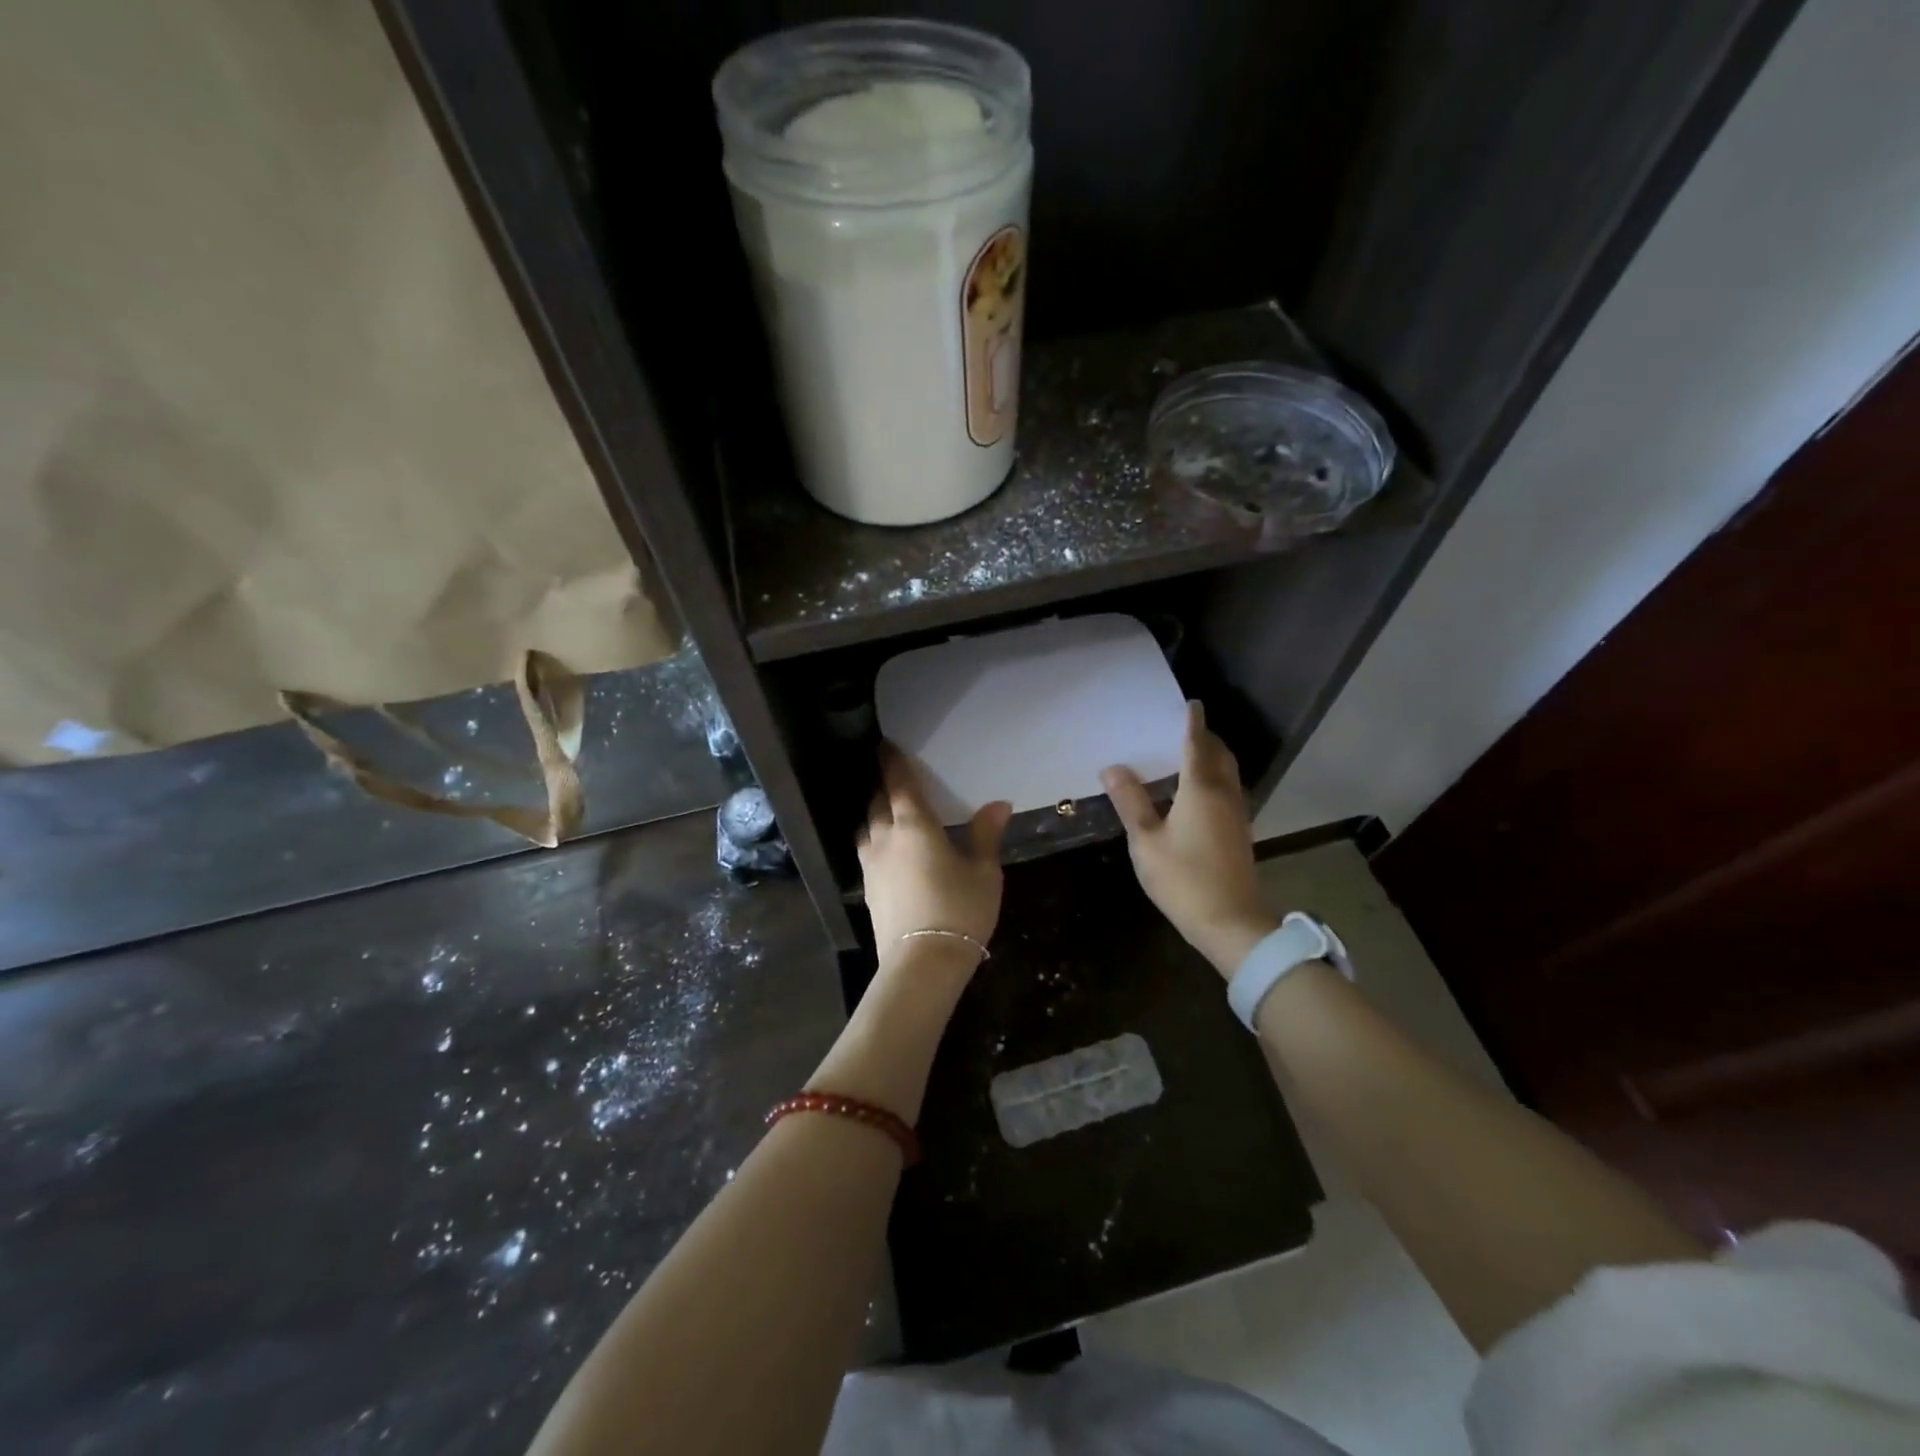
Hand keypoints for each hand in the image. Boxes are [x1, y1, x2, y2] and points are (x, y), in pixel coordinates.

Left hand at [858, 744, 1011, 969]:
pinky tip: (889, 851)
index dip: (892, 762)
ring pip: (867, 827)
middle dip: (884, 787)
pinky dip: (875, 840)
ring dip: (876, 814)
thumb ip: (986, 834)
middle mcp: (885, 838)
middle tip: (896, 780)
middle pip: (877, 802)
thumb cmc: (960, 909)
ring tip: (889, 814)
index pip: (898, 783)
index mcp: (914, 825)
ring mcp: (872, 865)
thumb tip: (999, 804)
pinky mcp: (868, 890)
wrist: (922, 963)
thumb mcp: (984, 872)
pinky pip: (867, 852)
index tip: (886, 746)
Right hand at [1101, 702, 1275, 975]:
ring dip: (1211, 758)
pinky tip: (1194, 791)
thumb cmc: (1184, 878)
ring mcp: (1236, 814)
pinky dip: (1213, 778)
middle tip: (1183, 727)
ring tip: (1187, 754)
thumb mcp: (1146, 840)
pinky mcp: (1239, 832)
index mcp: (1201, 789)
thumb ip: (1130, 801)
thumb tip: (1113, 767)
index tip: (1191, 703)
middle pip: (1219, 755)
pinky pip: (1227, 790)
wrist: (1231, 923)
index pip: (1197, 744)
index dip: (1193, 722)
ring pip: (1227, 773)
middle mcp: (1224, 794)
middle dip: (1205, 737)